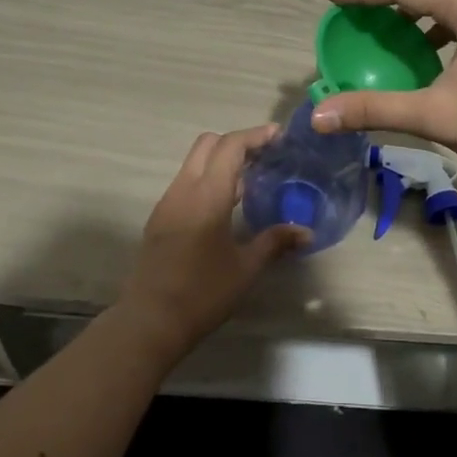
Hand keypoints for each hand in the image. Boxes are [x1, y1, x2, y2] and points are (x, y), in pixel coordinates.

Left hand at [116, 125, 306, 351]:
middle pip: (208, 144)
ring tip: (252, 180)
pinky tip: (228, 205)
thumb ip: (275, 242)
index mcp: (206, 195)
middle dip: (237, 142)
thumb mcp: (246, 268)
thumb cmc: (202, 293)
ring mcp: (168, 202)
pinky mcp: (160, 218)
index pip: (230, 146)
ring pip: (194, 162)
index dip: (255, 135)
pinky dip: (208, 178)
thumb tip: (305, 231)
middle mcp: (183, 189)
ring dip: (221, 160)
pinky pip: (186, 182)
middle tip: (266, 156)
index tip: (279, 137)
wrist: (150, 320)